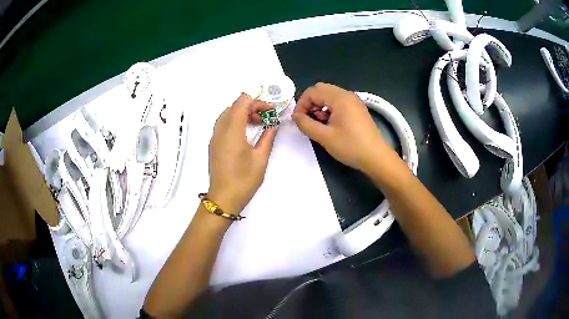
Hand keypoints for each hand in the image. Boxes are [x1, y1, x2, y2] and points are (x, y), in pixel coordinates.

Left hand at [208, 94, 277, 214]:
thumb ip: (268, 136)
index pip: (242, 102)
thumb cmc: (244, 179)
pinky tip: (245, 134)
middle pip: (234, 106)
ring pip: (227, 114)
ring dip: (242, 114)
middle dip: (251, 107)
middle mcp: (220, 129)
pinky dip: (235, 122)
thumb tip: (274, 123)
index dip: (258, 102)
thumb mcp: (261, 157)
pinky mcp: (213, 144)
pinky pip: (223, 124)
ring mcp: (214, 137)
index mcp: (232, 130)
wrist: (224, 198)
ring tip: (257, 125)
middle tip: (266, 119)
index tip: (270, 112)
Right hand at [292, 83, 383, 173]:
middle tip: (307, 120)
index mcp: (340, 98)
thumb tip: (295, 117)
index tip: (298, 120)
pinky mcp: (357, 109)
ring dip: (319, 106)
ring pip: (329, 96)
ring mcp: (354, 102)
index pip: (313, 91)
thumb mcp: (325, 137)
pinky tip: (330, 125)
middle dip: (310, 103)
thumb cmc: (351, 146)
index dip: (301, 104)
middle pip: (321, 90)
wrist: (376, 157)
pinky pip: (338, 103)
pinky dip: (329, 109)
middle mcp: (347, 95)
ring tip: (318, 124)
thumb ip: (306, 124)